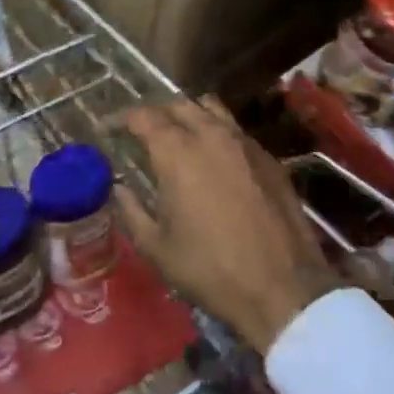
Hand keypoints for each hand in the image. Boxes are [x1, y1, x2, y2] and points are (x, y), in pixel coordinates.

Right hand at [118, 97, 341, 354]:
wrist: (282, 288)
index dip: (122, 118)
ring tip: (179, 135)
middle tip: (143, 132)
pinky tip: (215, 158)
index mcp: (176, 152)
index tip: (111, 129)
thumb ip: (131, 211)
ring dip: (189, 115)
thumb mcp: (156, 248)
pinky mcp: (269, 158)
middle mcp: (210, 135)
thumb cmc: (209, 269)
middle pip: (178, 106)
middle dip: (156, 113)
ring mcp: (245, 143)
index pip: (143, 117)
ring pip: (211, 110)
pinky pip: (236, 131)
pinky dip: (218, 132)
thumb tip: (120, 188)